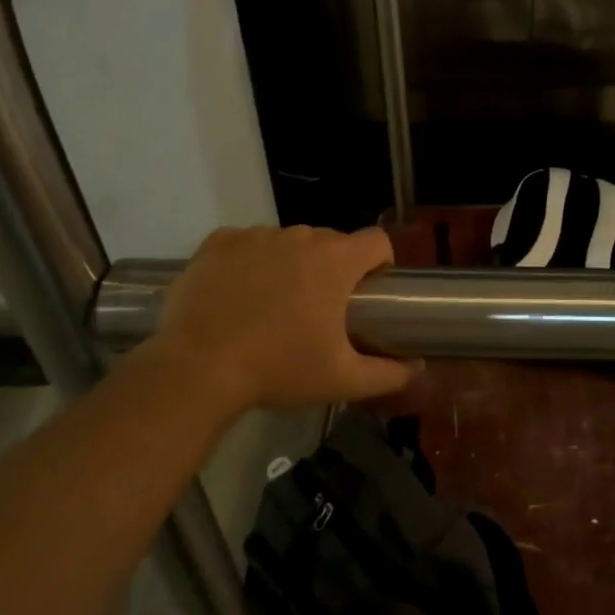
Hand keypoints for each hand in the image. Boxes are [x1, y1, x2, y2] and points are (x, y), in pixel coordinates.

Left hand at [151, 225, 418, 413]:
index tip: (368, 292)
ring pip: (288, 243)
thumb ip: (388, 374)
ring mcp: (256, 235)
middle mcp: (300, 236)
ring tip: (272, 306)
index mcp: (336, 260)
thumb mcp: (342, 379)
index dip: (380, 263)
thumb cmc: (279, 369)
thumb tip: (417, 370)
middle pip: (331, 242)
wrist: (197, 370)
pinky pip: (246, 242)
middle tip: (318, 311)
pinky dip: (249, 261)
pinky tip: (238, 293)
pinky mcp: (217, 243)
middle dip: (332, 269)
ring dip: (290, 264)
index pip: (377, 241)